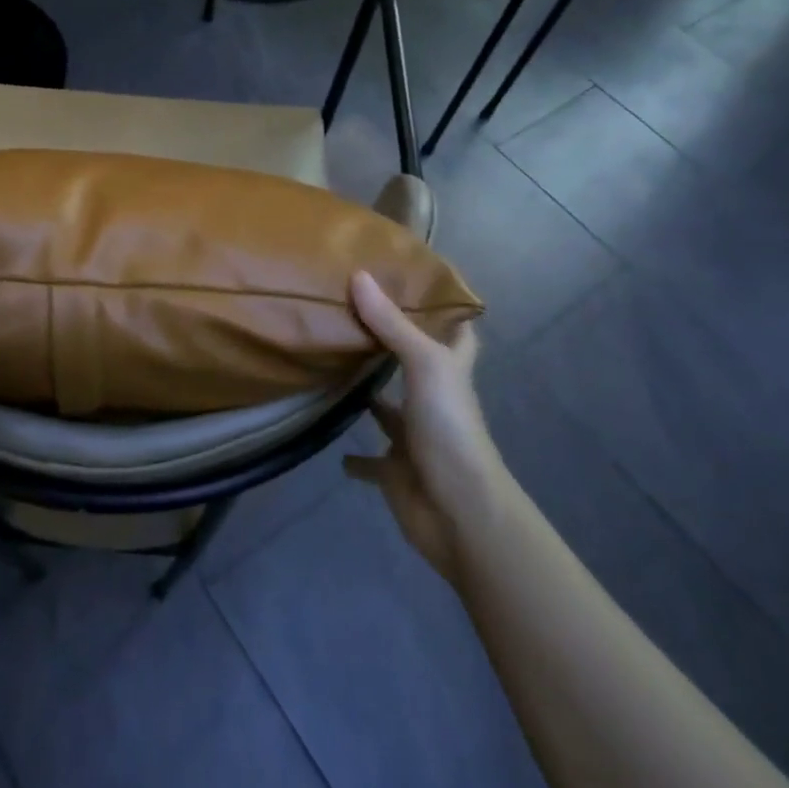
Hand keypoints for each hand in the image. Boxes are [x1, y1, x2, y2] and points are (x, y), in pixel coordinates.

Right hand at [343, 270, 507, 581]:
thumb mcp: (424, 366)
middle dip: (390, 347)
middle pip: (415, 367)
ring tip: (330, 369)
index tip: (416, 284)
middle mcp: (433, 400)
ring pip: (387, 411)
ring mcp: (414, 437)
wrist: (458, 510)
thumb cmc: (449, 428)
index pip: (457, 333)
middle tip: (351, 318)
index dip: (444, 310)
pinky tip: (331, 444)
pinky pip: (370, 461)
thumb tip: (359, 276)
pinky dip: (354, 457)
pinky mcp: (394, 471)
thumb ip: (391, 325)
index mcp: (450, 372)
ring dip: (367, 397)